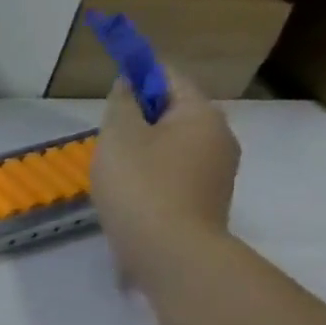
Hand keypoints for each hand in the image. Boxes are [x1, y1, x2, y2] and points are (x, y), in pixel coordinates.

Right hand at [92, 67, 240, 285]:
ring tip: (112, 169)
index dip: (140, 73)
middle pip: (175, 112)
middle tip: (106, 135)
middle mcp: (220, 136)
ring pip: (175, 145)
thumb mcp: (118, 137)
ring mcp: (218, 171)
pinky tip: (129, 193)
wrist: (170, 251)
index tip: (113, 81)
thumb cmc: (140, 186)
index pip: (171, 77)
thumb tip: (128, 84)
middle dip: (141, 117)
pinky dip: (153, 174)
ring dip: (145, 148)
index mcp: (201, 114)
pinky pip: (176, 173)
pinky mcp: (207, 199)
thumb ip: (121, 104)